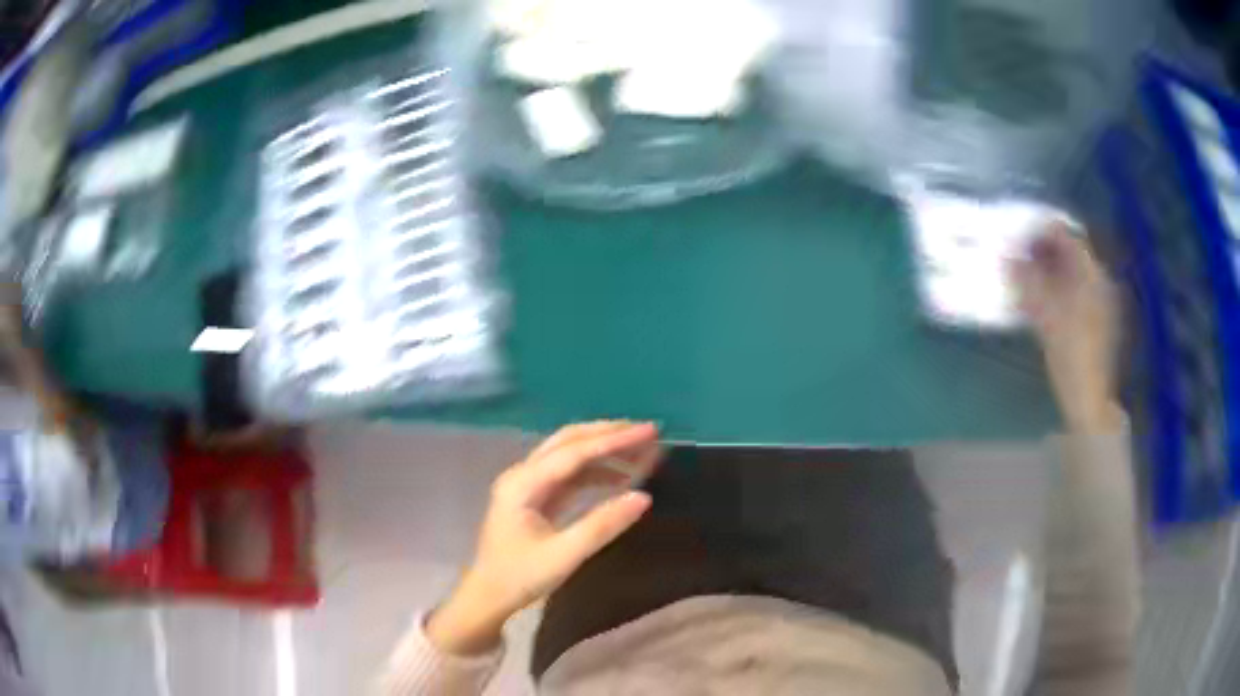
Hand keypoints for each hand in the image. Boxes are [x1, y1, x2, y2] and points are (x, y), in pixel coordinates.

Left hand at [427, 421, 660, 654]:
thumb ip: (603, 525)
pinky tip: (621, 477)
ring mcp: (528, 484)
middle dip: (609, 434)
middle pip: (569, 441)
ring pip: (570, 455)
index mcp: (523, 483)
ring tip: (642, 451)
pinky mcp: (536, 497)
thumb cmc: (520, 577)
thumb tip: (643, 497)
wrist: (488, 596)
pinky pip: (569, 474)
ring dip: (605, 450)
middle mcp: (523, 474)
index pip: (574, 452)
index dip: (614, 440)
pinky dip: (596, 471)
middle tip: (649, 432)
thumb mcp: (564, 555)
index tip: (649, 431)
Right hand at [1011, 221, 1123, 431]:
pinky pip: (1077, 291)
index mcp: (1091, 274)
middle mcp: (1100, 281)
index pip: (1065, 236)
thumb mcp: (1045, 316)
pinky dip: (1059, 289)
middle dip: (1044, 251)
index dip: (1040, 232)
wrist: (1090, 400)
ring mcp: (1101, 301)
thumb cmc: (1070, 355)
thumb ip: (1028, 282)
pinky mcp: (1099, 320)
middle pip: (1070, 253)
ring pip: (1073, 273)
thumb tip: (1008, 258)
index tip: (1017, 238)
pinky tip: (1044, 302)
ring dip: (1050, 271)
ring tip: (1027, 279)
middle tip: (1018, 257)